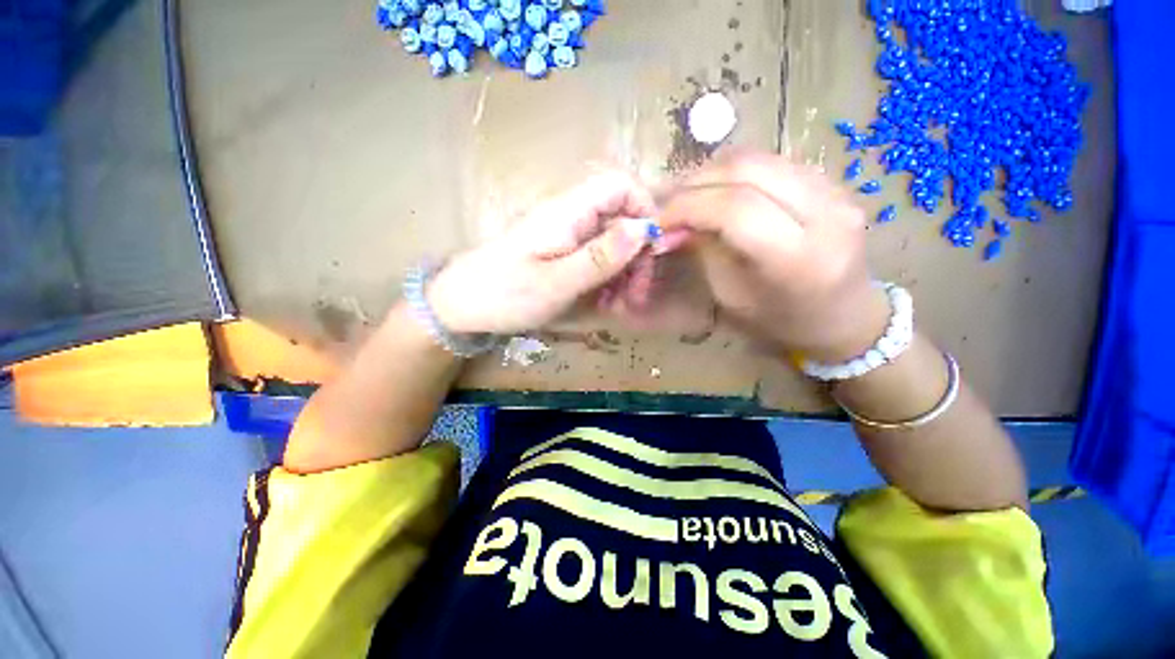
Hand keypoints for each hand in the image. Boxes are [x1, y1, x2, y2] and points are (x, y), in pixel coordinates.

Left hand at [427, 172, 656, 334]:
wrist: (462, 306)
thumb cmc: (505, 294)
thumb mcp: (557, 282)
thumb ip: (601, 256)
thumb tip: (644, 229)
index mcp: (568, 211)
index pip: (620, 185)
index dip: (644, 210)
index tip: (650, 252)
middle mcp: (570, 216)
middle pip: (621, 218)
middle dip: (637, 255)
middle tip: (636, 295)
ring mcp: (566, 236)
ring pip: (612, 242)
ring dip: (624, 273)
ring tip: (619, 306)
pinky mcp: (561, 254)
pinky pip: (596, 259)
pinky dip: (607, 280)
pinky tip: (604, 303)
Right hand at [659, 152, 890, 359]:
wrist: (844, 315)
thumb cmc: (780, 320)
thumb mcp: (731, 295)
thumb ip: (704, 250)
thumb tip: (671, 224)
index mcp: (798, 259)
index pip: (735, 209)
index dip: (688, 206)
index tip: (658, 219)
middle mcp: (826, 214)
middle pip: (748, 170)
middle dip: (696, 182)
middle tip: (668, 202)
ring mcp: (836, 191)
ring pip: (759, 158)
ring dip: (712, 173)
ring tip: (687, 196)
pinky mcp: (833, 181)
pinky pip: (772, 163)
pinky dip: (734, 173)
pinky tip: (717, 192)